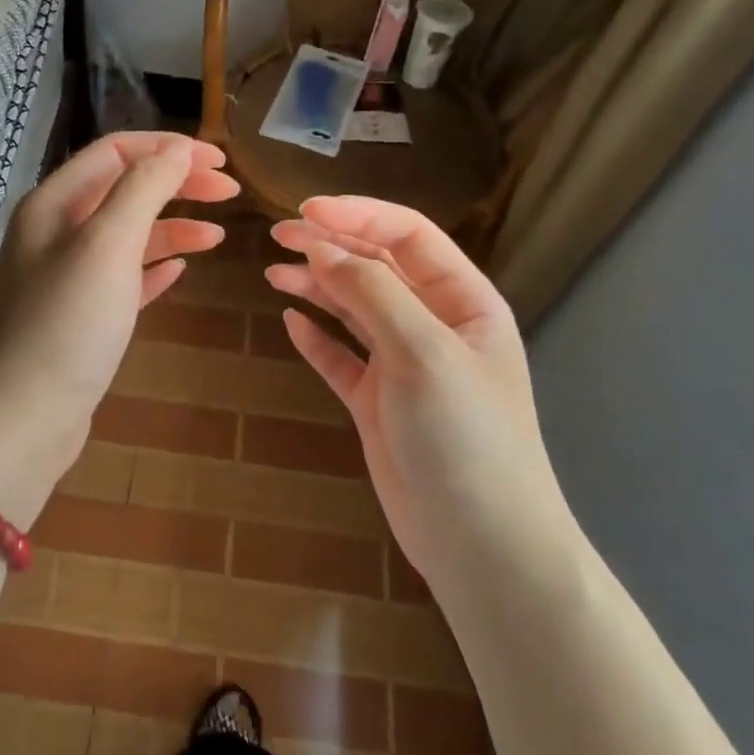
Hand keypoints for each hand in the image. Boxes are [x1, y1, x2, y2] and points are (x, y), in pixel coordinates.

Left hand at [0, 133, 238, 515]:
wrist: (24, 420)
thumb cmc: (67, 325)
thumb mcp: (108, 245)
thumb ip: (143, 189)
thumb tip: (178, 149)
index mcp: (53, 204)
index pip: (115, 153)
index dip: (168, 149)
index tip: (221, 162)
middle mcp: (55, 233)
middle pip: (124, 190)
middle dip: (176, 185)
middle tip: (230, 194)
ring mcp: (67, 278)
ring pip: (127, 236)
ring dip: (172, 228)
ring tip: (217, 237)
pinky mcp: (80, 317)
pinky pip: (124, 278)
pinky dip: (154, 267)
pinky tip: (182, 270)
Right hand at [267, 196, 576, 589]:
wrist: (479, 542)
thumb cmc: (464, 436)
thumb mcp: (423, 352)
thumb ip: (372, 294)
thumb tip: (321, 248)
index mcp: (464, 302)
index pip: (409, 237)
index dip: (358, 216)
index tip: (306, 211)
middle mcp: (434, 326)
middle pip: (377, 269)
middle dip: (330, 246)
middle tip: (277, 235)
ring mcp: (404, 366)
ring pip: (354, 310)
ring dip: (317, 286)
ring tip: (274, 273)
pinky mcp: (378, 403)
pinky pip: (342, 358)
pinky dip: (316, 339)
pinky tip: (291, 322)